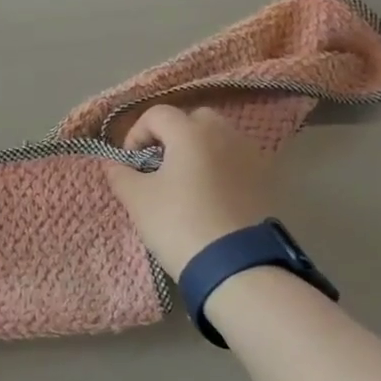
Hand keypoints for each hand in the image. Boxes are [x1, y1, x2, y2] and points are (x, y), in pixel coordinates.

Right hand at [104, 105, 278, 275]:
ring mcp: (251, 156)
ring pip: (219, 140)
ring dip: (199, 152)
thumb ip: (120, 174)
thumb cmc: (179, 223)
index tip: (131, 163)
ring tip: (186, 183)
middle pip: (193, 120)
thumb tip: (114, 163)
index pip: (157, 114)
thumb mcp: (137, 200)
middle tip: (160, 167)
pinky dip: (221, 169)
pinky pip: (237, 162)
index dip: (137, 134)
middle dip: (173, 136)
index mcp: (190, 133)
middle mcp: (224, 134)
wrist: (236, 266)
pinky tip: (211, 198)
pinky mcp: (267, 180)